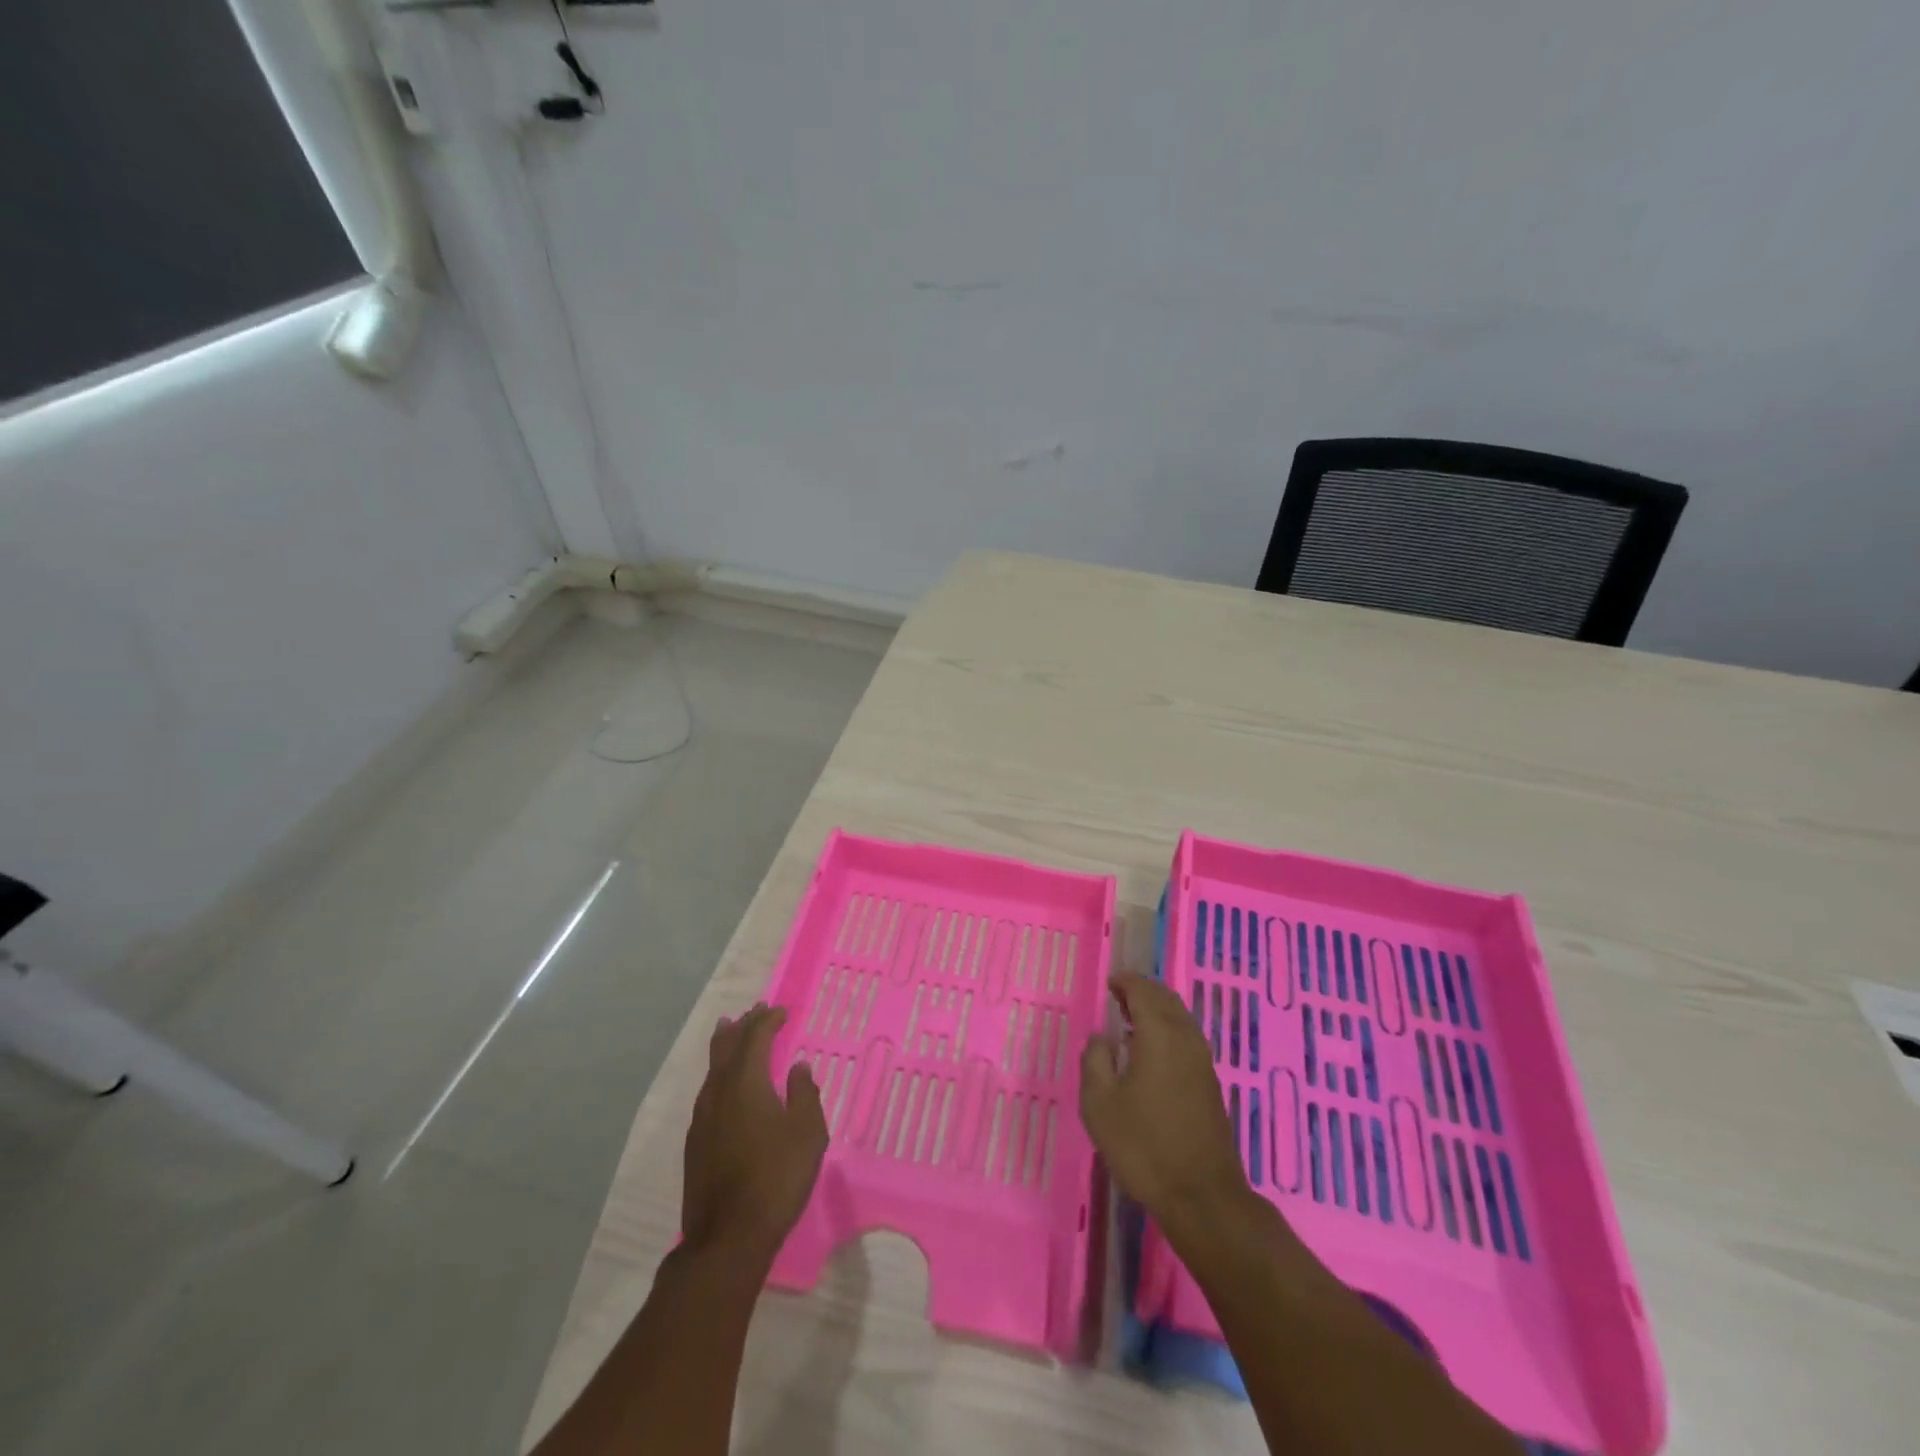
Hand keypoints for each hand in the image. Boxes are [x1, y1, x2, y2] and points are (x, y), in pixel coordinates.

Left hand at [682, 1004, 828, 1261]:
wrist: (727, 1238)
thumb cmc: (776, 1178)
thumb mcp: (807, 1133)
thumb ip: (804, 1094)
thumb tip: (798, 1067)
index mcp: (746, 1083)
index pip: (755, 1039)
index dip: (768, 1021)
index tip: (781, 1011)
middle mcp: (718, 1093)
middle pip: (726, 1048)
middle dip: (741, 1027)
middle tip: (752, 1012)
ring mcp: (701, 1119)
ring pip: (712, 1070)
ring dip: (724, 1048)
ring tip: (730, 1033)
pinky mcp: (695, 1143)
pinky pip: (707, 1092)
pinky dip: (719, 1075)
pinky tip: (724, 1086)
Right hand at [1080, 973, 1250, 1232]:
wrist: (1202, 1197)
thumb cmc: (1144, 1146)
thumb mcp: (1100, 1104)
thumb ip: (1095, 1061)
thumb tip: (1100, 1038)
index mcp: (1159, 1034)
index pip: (1143, 991)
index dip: (1125, 982)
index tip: (1109, 983)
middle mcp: (1186, 1039)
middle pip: (1166, 1000)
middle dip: (1143, 992)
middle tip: (1118, 997)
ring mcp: (1203, 1062)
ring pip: (1180, 1018)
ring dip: (1157, 1011)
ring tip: (1130, 1021)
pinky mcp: (1210, 1084)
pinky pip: (1187, 1038)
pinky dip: (1168, 1030)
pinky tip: (1151, 1052)